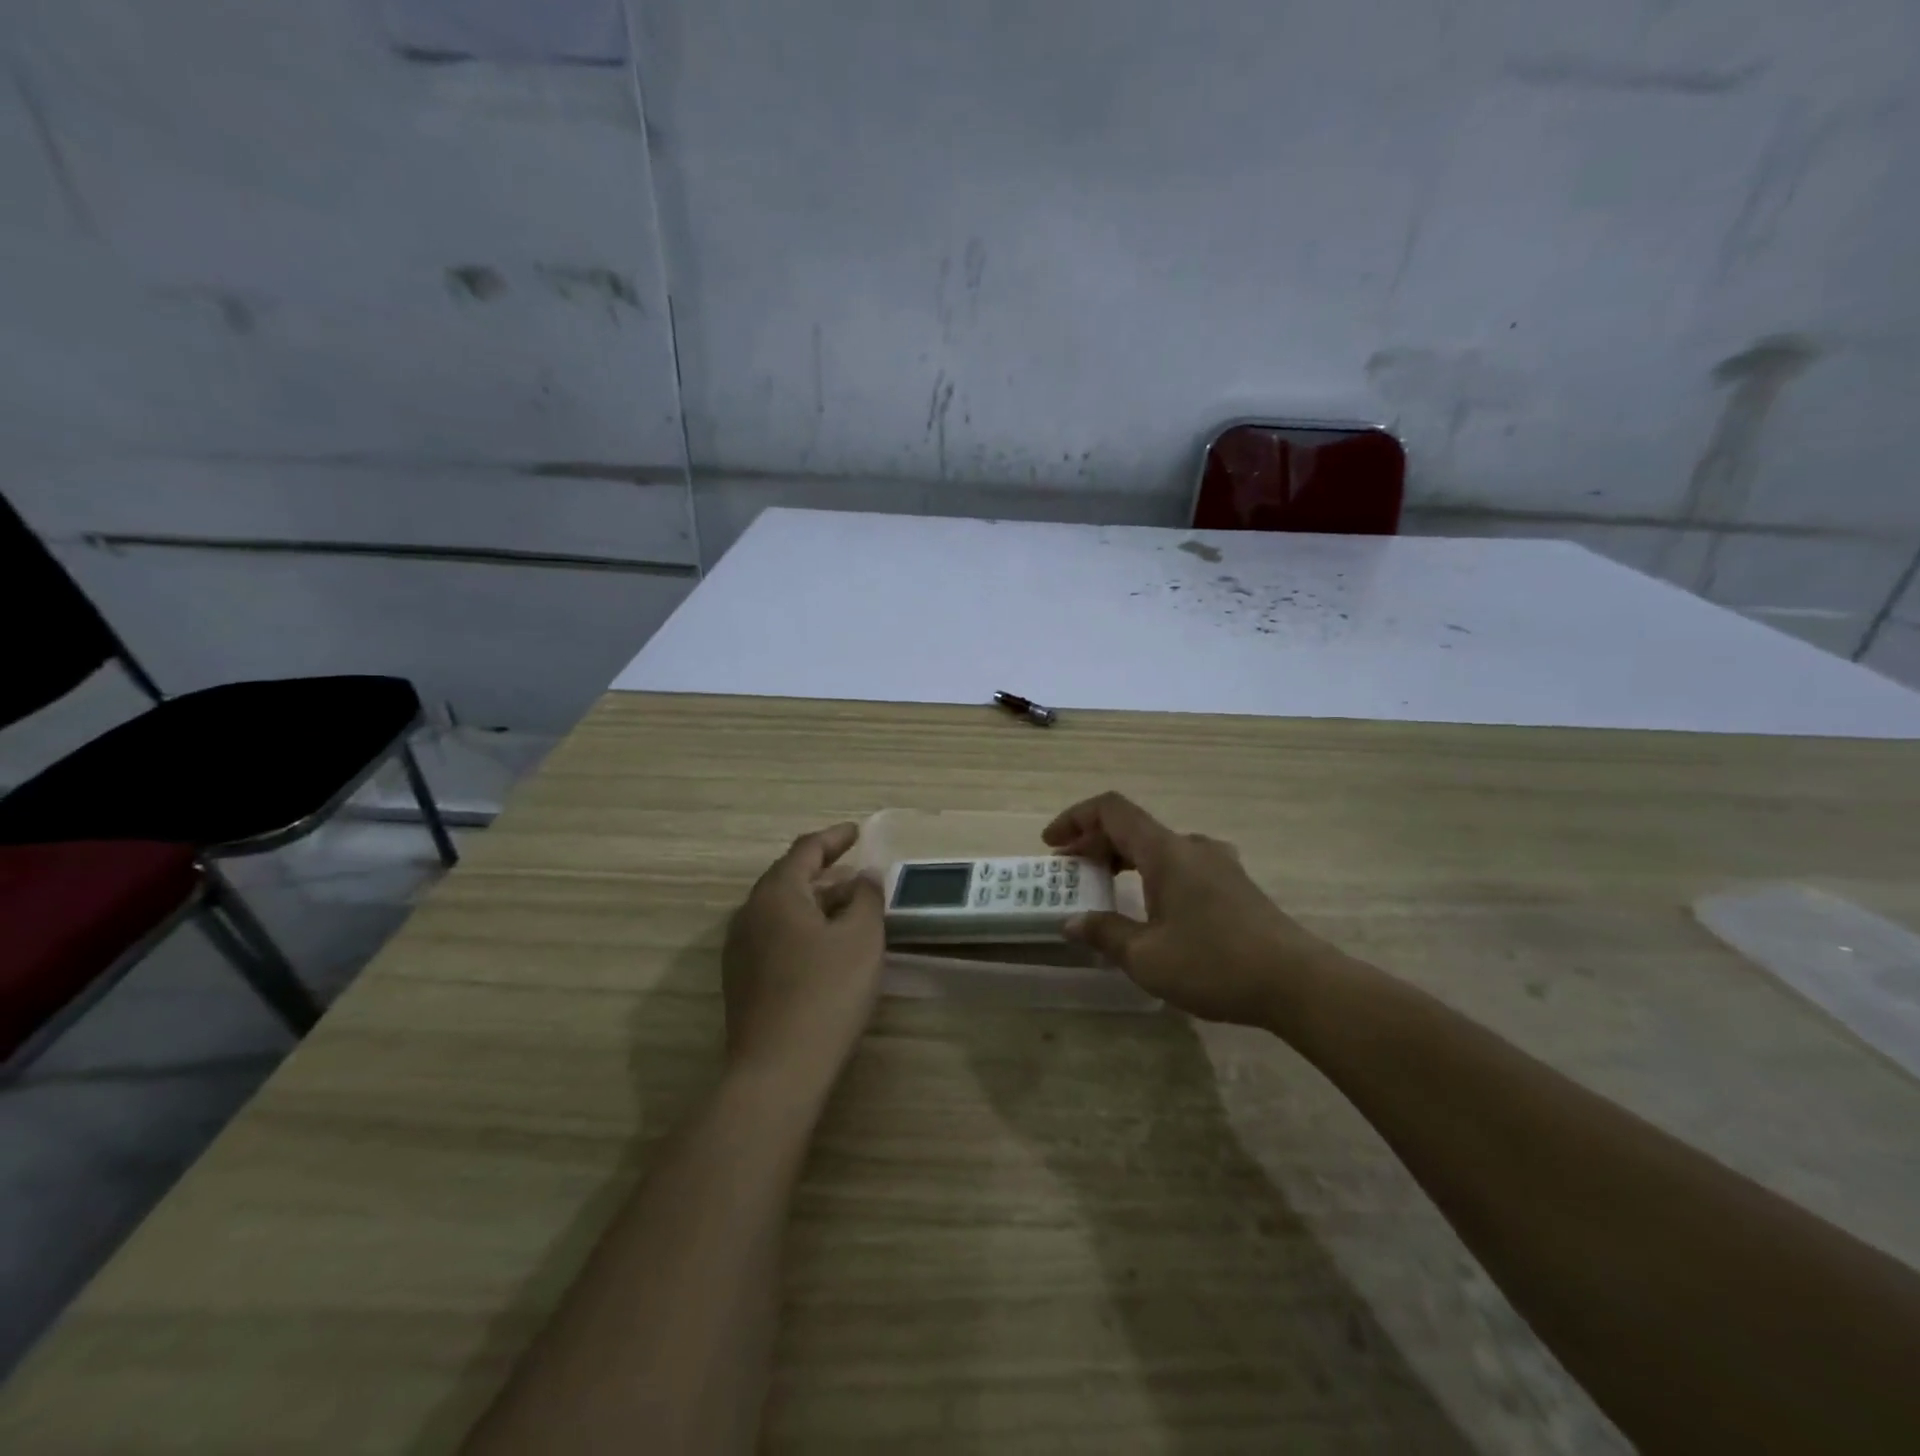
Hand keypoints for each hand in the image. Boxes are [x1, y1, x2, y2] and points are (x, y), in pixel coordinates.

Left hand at [722, 823, 885, 1092]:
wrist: (776, 1069)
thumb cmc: (826, 992)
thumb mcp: (862, 938)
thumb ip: (866, 897)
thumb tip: (864, 876)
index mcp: (777, 893)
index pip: (806, 849)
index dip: (834, 837)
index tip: (857, 832)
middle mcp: (750, 912)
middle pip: (789, 877)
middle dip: (824, 870)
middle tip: (856, 871)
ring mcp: (740, 947)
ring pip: (781, 909)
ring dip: (814, 901)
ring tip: (847, 906)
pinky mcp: (742, 979)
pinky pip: (775, 935)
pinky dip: (802, 926)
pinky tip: (824, 945)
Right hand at [1044, 792, 1342, 1029]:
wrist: (1298, 983)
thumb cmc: (1214, 964)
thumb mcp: (1147, 957)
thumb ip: (1105, 934)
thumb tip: (1072, 922)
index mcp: (1165, 851)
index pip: (1111, 810)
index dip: (1075, 818)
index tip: (1052, 844)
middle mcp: (1191, 846)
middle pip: (1132, 827)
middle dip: (1094, 843)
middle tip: (1069, 871)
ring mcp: (1218, 864)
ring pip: (1157, 846)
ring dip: (1123, 859)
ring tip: (1103, 887)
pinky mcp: (1234, 885)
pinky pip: (1180, 864)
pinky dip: (1150, 873)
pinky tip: (1150, 907)